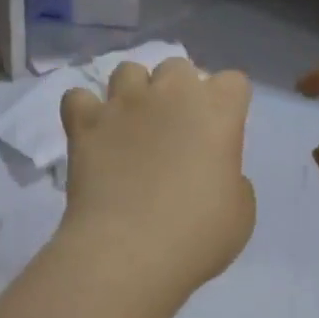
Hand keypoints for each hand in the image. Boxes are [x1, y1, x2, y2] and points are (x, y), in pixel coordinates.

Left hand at [58, 58, 255, 302]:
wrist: (128, 250)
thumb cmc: (196, 236)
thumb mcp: (240, 212)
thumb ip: (231, 178)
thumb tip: (212, 171)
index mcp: (217, 111)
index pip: (233, 82)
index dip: (228, 104)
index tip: (220, 133)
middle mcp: (170, 94)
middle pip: (177, 67)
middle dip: (178, 90)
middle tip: (173, 129)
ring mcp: (123, 104)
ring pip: (128, 71)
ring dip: (132, 92)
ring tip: (129, 125)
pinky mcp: (84, 122)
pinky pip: (78, 97)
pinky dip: (84, 110)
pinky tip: (91, 132)